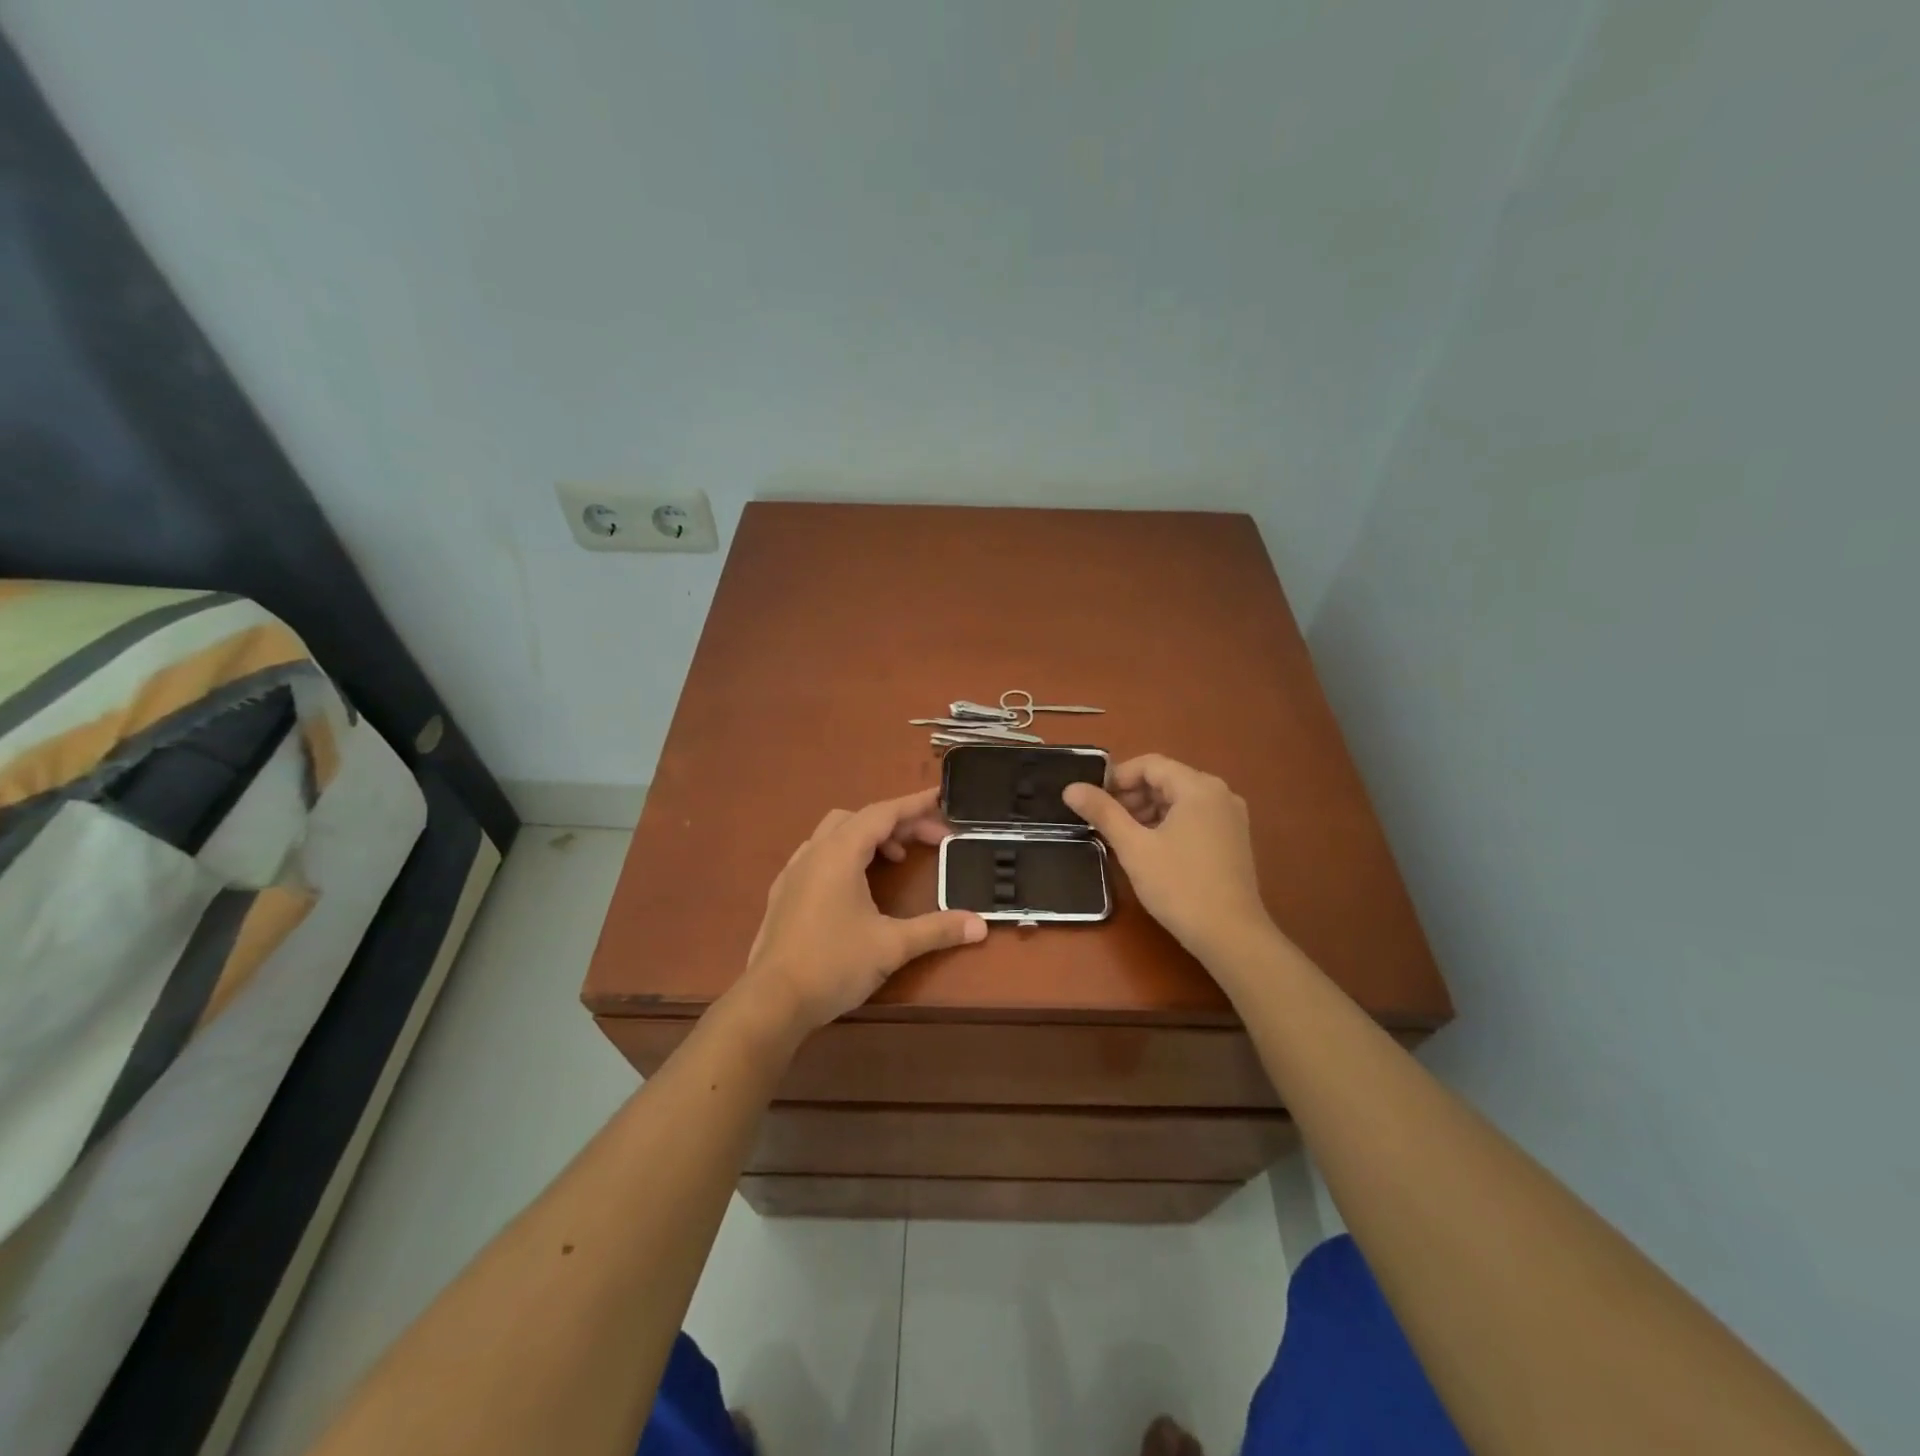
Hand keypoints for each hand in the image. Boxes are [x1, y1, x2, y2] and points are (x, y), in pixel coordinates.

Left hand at [737, 788, 987, 1034]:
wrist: (772, 1001)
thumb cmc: (833, 964)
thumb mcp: (892, 946)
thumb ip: (937, 929)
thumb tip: (980, 925)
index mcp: (839, 854)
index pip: (882, 814)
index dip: (914, 805)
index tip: (940, 798)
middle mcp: (814, 852)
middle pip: (860, 819)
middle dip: (897, 823)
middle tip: (929, 841)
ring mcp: (793, 872)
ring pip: (834, 834)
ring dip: (868, 837)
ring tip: (895, 860)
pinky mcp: (783, 893)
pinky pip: (818, 854)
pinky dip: (844, 854)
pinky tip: (855, 884)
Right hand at [1062, 755, 1273, 959]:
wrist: (1231, 936)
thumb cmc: (1179, 886)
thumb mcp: (1134, 847)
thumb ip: (1102, 812)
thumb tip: (1071, 788)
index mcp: (1198, 787)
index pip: (1150, 764)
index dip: (1117, 778)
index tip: (1094, 801)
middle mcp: (1220, 793)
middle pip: (1166, 779)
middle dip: (1132, 796)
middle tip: (1105, 823)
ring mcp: (1231, 817)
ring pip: (1180, 800)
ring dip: (1148, 811)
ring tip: (1124, 838)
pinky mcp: (1234, 839)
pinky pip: (1195, 817)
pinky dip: (1169, 824)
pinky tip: (1152, 849)